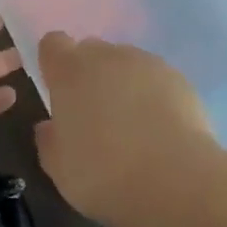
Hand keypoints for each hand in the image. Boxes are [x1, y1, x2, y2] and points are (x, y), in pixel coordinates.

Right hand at [33, 33, 216, 224]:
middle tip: (95, 116)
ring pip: (125, 64)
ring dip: (123, 84)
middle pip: (90, 51)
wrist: (175, 182)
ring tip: (133, 127)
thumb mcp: (60, 169)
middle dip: (89, 75)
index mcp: (70, 70)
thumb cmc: (104, 175)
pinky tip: (160, 131)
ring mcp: (145, 62)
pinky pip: (156, 79)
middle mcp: (106, 55)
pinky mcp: (177, 77)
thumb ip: (49, 140)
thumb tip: (50, 127)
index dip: (54, 64)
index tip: (59, 92)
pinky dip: (154, 96)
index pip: (53, 44)